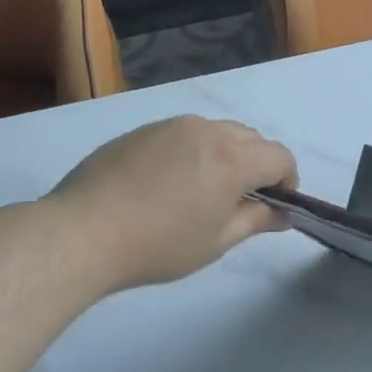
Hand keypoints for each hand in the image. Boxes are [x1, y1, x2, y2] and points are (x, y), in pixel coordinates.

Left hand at [48, 117, 296, 290]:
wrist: (83, 232)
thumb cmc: (158, 245)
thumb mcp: (215, 242)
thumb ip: (254, 221)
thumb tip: (282, 214)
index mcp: (232, 158)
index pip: (279, 156)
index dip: (288, 181)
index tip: (276, 206)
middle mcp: (205, 131)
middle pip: (251, 138)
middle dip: (258, 165)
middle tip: (242, 201)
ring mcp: (170, 126)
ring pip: (215, 131)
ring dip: (226, 154)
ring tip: (203, 191)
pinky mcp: (141, 130)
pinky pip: (182, 134)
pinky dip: (192, 151)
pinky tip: (167, 183)